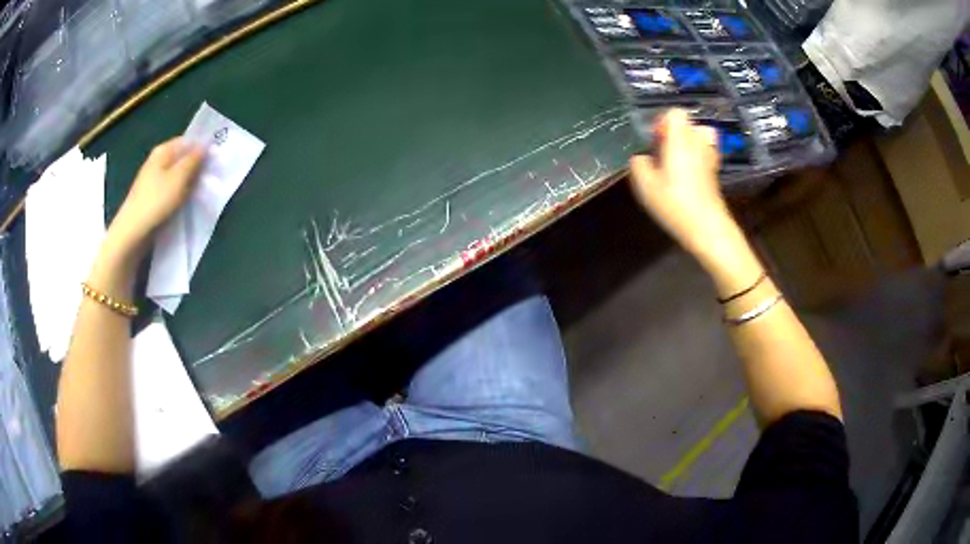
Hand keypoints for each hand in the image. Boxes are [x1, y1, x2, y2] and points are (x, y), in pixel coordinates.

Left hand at [107, 138, 203, 256]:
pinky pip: (171, 190)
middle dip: (196, 167)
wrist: (132, 232)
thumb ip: (194, 160)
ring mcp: (153, 180)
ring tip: (201, 192)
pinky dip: (180, 194)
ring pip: (177, 176)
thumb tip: (205, 146)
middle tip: (211, 178)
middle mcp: (157, 161)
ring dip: (189, 183)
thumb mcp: (179, 177)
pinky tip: (186, 203)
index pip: (188, 141)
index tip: (215, 160)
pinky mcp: (152, 197)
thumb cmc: (156, 201)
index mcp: (163, 150)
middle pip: (182, 158)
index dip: (202, 148)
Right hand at [629, 109, 736, 261]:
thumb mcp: (645, 186)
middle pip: (689, 124)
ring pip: (700, 138)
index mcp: (680, 140)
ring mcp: (710, 158)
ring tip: (676, 162)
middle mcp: (697, 143)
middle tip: (664, 152)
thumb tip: (641, 158)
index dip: (663, 121)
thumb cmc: (675, 203)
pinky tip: (686, 176)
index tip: (656, 140)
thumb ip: (638, 165)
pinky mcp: (715, 173)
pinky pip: (705, 154)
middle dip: (675, 134)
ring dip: (688, 145)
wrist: (707, 227)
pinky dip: (696, 159)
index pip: (676, 113)